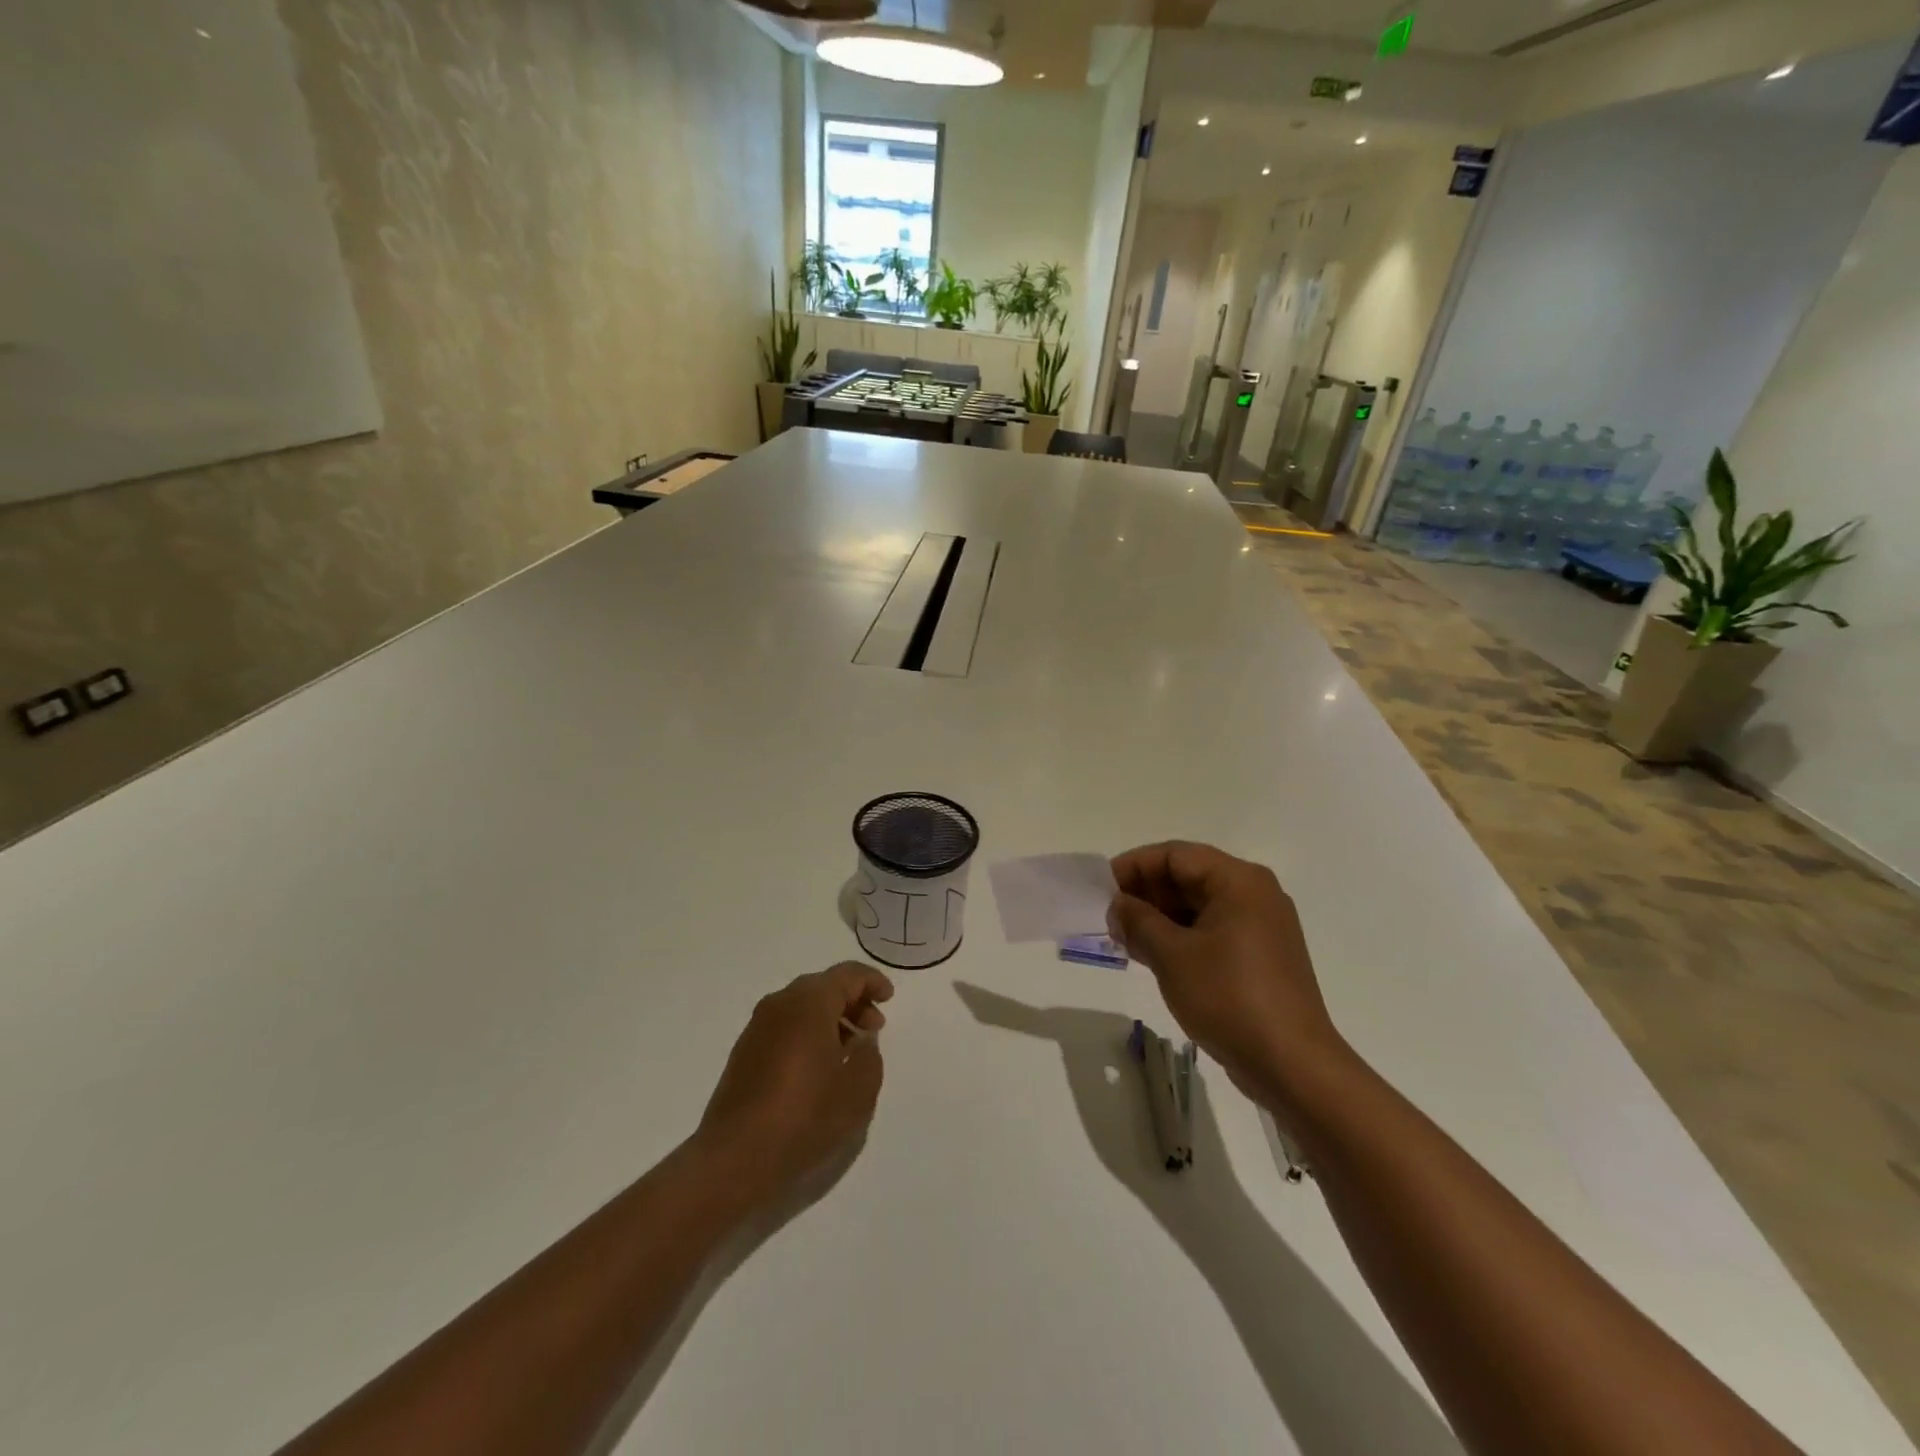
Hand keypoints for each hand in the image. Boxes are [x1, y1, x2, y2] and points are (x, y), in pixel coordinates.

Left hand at [695, 963, 892, 1198]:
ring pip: (802, 1007)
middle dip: (852, 1001)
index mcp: (809, 1003)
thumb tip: (861, 1041)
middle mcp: (780, 1004)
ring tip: (849, 1051)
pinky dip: (807, 1034)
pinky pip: (785, 1027)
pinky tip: (819, 1067)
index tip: (888, 998)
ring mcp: (757, 1028)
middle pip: (823, 987)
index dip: (872, 981)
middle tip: (873, 1028)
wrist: (734, 1158)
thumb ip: (869, 1055)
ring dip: (830, 1019)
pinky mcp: (744, 1052)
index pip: (847, 975)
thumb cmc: (804, 1117)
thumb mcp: (858, 1090)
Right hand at [1109, 842, 1348, 1112]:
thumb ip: (1138, 921)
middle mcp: (1255, 893)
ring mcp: (1262, 926)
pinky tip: (1153, 956)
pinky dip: (1181, 936)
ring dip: (1160, 917)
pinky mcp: (1262, 956)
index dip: (1134, 866)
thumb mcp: (1171, 955)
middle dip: (1146, 893)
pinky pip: (1213, 930)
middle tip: (1110, 917)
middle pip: (1189, 876)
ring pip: (1199, 905)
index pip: (1175, 855)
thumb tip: (1118, 906)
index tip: (1101, 888)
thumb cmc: (1228, 997)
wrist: (1291, 1064)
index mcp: (1238, 880)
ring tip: (1125, 939)